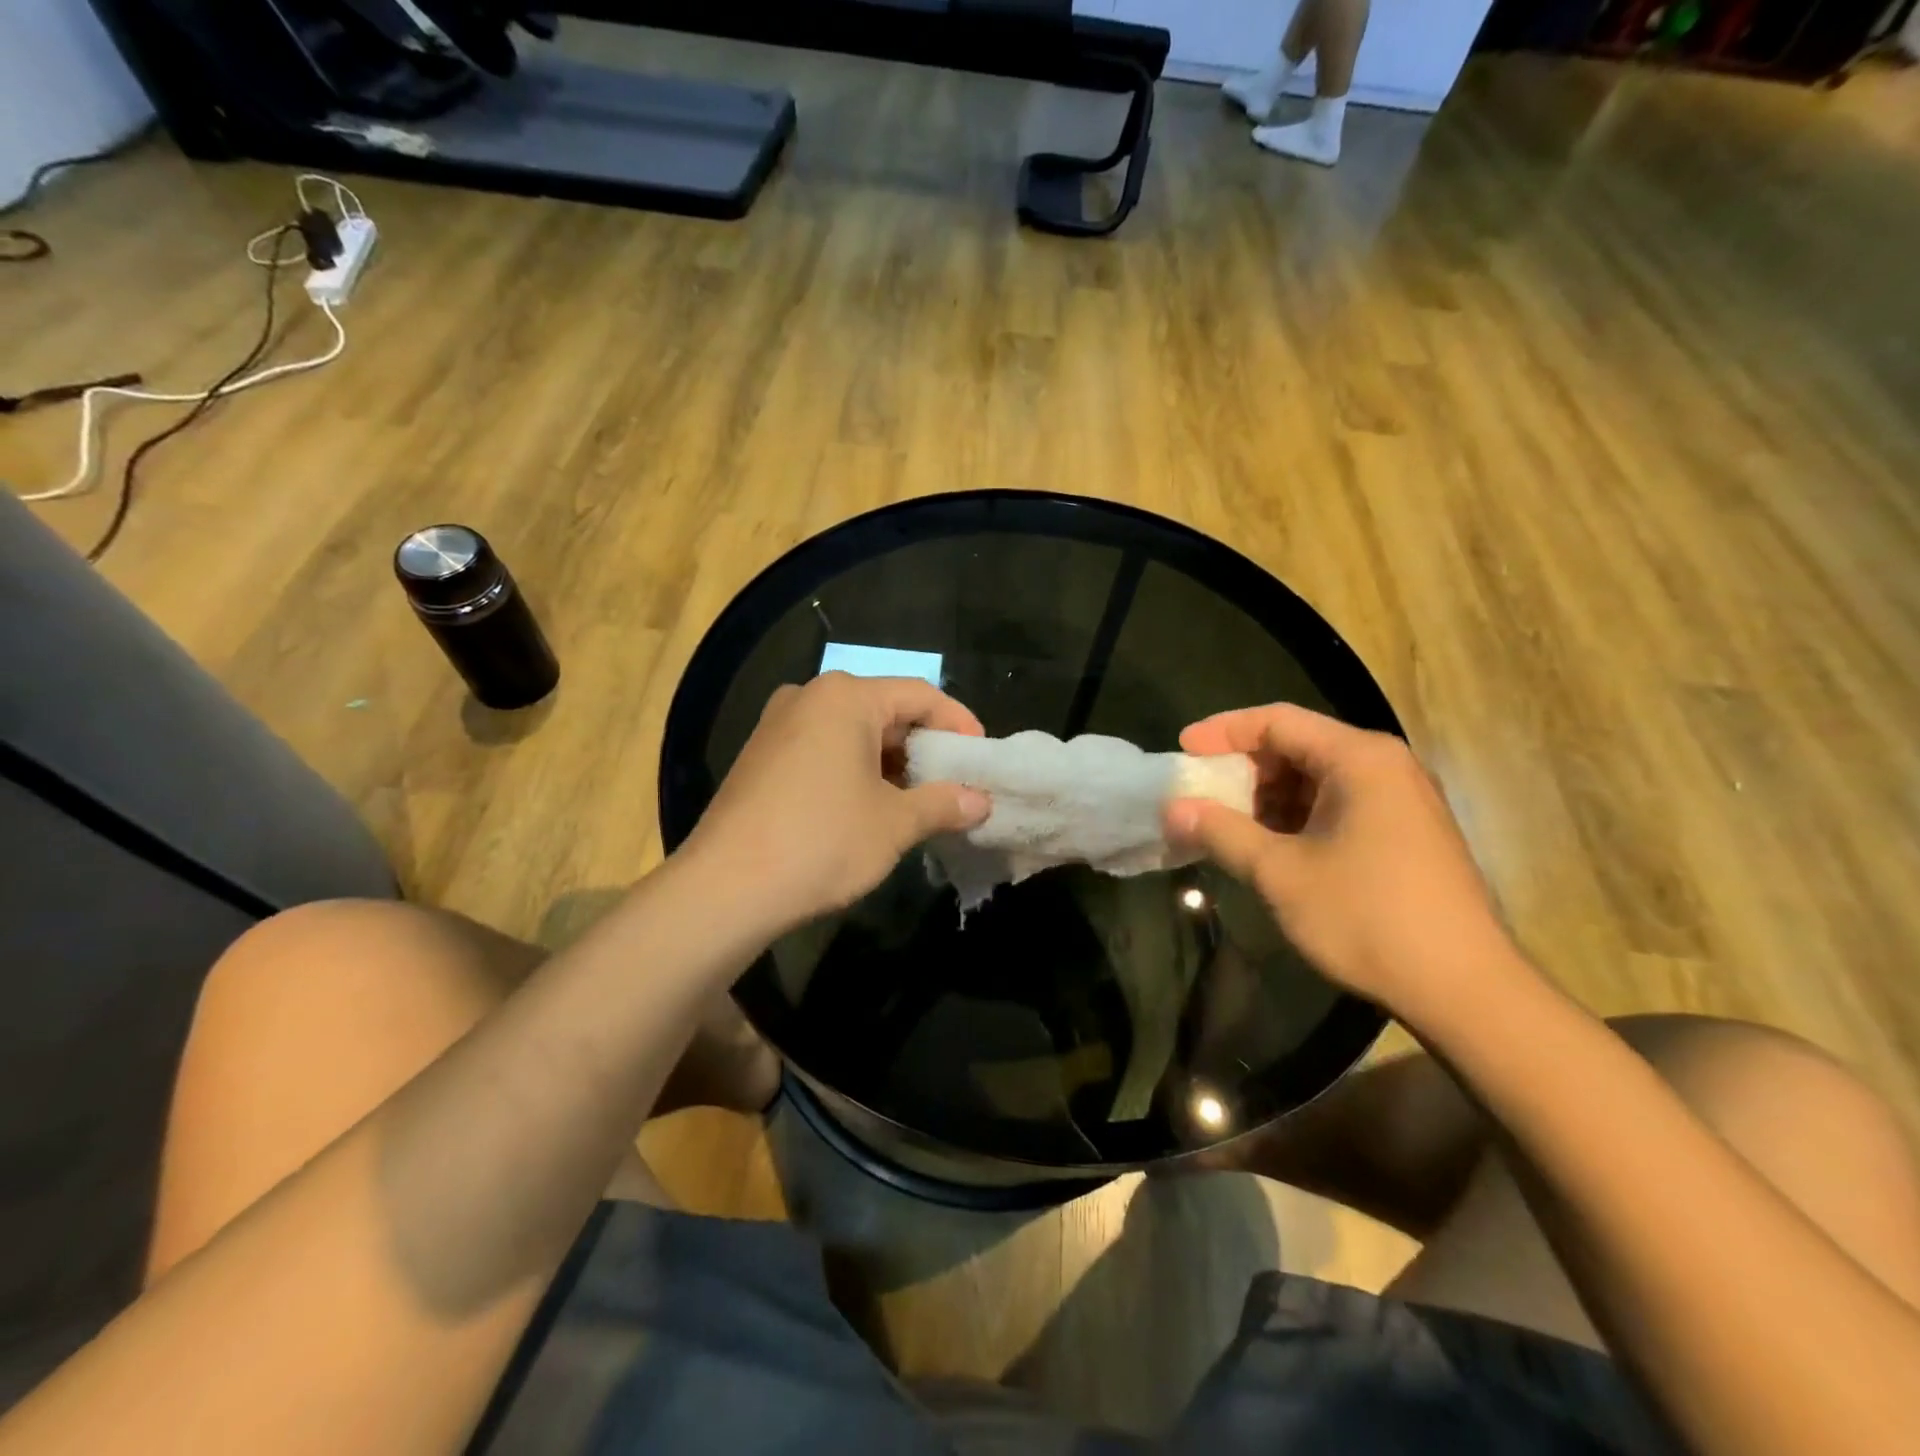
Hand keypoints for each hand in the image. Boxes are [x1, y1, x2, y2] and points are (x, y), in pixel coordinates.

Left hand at [682, 673, 990, 935]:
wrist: (725, 888)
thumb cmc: (822, 842)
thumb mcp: (894, 823)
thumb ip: (943, 804)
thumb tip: (981, 802)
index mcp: (845, 698)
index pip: (920, 695)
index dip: (958, 723)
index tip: (981, 757)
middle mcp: (808, 698)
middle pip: (884, 710)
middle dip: (923, 747)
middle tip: (953, 784)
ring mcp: (777, 726)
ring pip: (852, 733)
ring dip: (890, 764)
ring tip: (918, 802)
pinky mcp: (760, 758)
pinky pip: (823, 751)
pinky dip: (855, 772)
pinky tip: (870, 809)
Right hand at [1166, 704, 1521, 1019]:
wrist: (1463, 988)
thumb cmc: (1366, 917)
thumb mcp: (1280, 872)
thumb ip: (1222, 832)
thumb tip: (1173, 808)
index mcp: (1359, 759)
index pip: (1278, 720)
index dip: (1223, 731)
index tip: (1183, 750)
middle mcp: (1385, 766)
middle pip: (1299, 745)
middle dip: (1244, 767)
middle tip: (1202, 793)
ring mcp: (1401, 799)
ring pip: (1317, 777)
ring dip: (1268, 796)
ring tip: (1229, 825)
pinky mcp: (1406, 832)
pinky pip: (1338, 803)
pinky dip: (1297, 816)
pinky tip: (1271, 846)